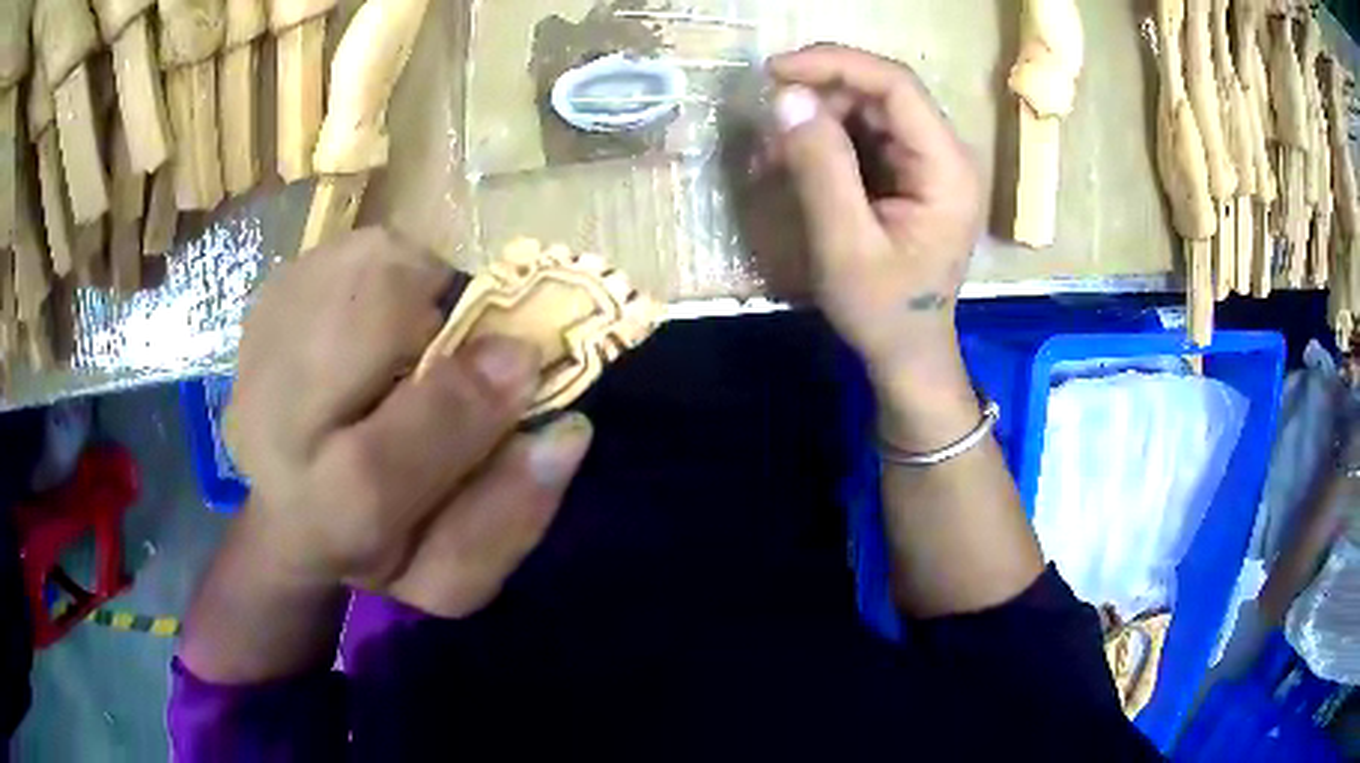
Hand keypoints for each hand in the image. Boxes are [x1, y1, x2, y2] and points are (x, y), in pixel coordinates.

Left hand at [225, 228, 591, 617]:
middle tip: (453, 346)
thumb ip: (509, 517)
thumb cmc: (382, 547)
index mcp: (317, 521)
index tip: (524, 365)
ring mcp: (259, 353)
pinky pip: (353, 247)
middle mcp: (267, 431)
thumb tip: (567, 431)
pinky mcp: (265, 303)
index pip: (375, 472)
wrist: (292, 508)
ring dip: (415, 289)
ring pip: (364, 264)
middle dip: (436, 314)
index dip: (462, 407)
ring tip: (409, 339)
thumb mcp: (449, 575)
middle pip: (361, 319)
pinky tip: (374, 323)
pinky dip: (389, 271)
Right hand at [768, 45, 984, 447]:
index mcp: (947, 168)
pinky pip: (866, 136)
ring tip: (774, 157)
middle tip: (769, 125)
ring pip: (868, 110)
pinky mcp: (912, 173)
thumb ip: (820, 167)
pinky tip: (795, 165)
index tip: (775, 71)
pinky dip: (826, 141)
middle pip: (881, 93)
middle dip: (819, 97)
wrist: (908, 351)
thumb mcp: (844, 244)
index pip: (895, 86)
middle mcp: (946, 154)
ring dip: (817, 121)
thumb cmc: (883, 310)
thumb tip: (787, 98)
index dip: (834, 65)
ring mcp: (930, 163)